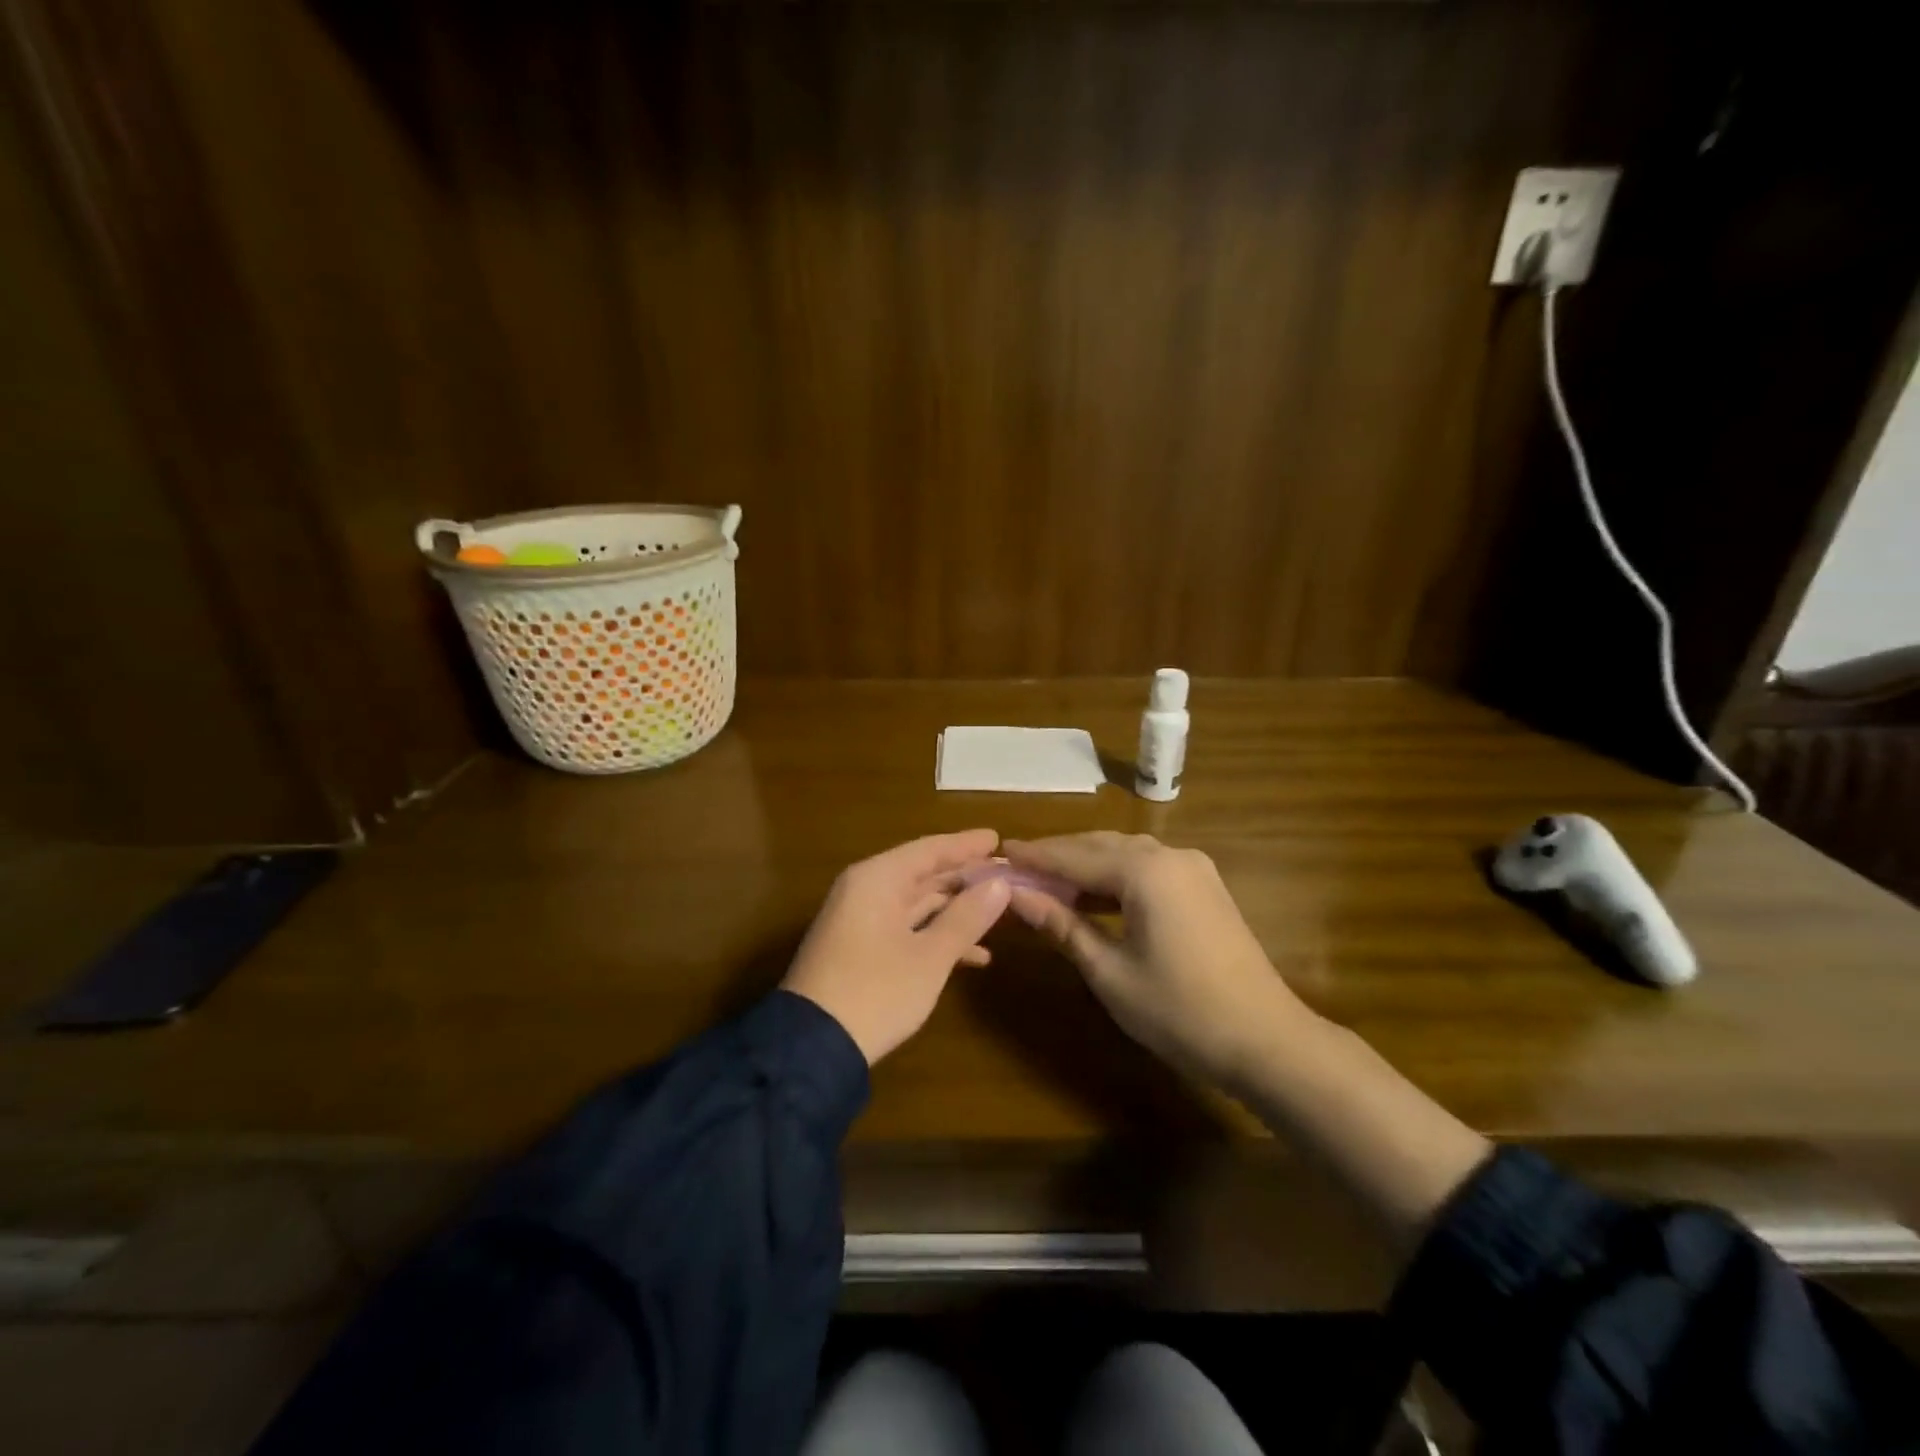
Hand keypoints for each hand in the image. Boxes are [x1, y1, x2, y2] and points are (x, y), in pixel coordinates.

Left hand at [782, 829, 1009, 1063]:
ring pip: (916, 903)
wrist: (812, 1047)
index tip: (998, 838)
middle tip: (1006, 876)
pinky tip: (974, 956)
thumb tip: (1000, 884)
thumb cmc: (877, 991)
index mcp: (878, 879)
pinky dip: (935, 936)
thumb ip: (966, 917)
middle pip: (923, 874)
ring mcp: (859, 920)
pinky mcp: (859, 948)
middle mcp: (865, 890)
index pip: (930, 850)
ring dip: (955, 911)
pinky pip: (905, 928)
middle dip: (965, 879)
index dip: (966, 845)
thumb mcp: (930, 956)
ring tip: (998, 915)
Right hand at [1002, 832, 1308, 1088]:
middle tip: (1017, 868)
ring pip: (1125, 853)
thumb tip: (1016, 895)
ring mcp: (1193, 868)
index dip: (1034, 857)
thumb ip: (1062, 924)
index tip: (998, 853)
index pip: (1074, 856)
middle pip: (1100, 846)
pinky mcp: (1205, 887)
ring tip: (1048, 881)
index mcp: (1144, 871)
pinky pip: (1148, 868)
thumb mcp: (1109, 971)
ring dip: (1086, 864)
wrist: (1266, 1040)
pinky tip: (1095, 895)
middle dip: (1058, 856)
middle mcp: (1170, 855)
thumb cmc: (1179, 1011)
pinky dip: (1116, 876)